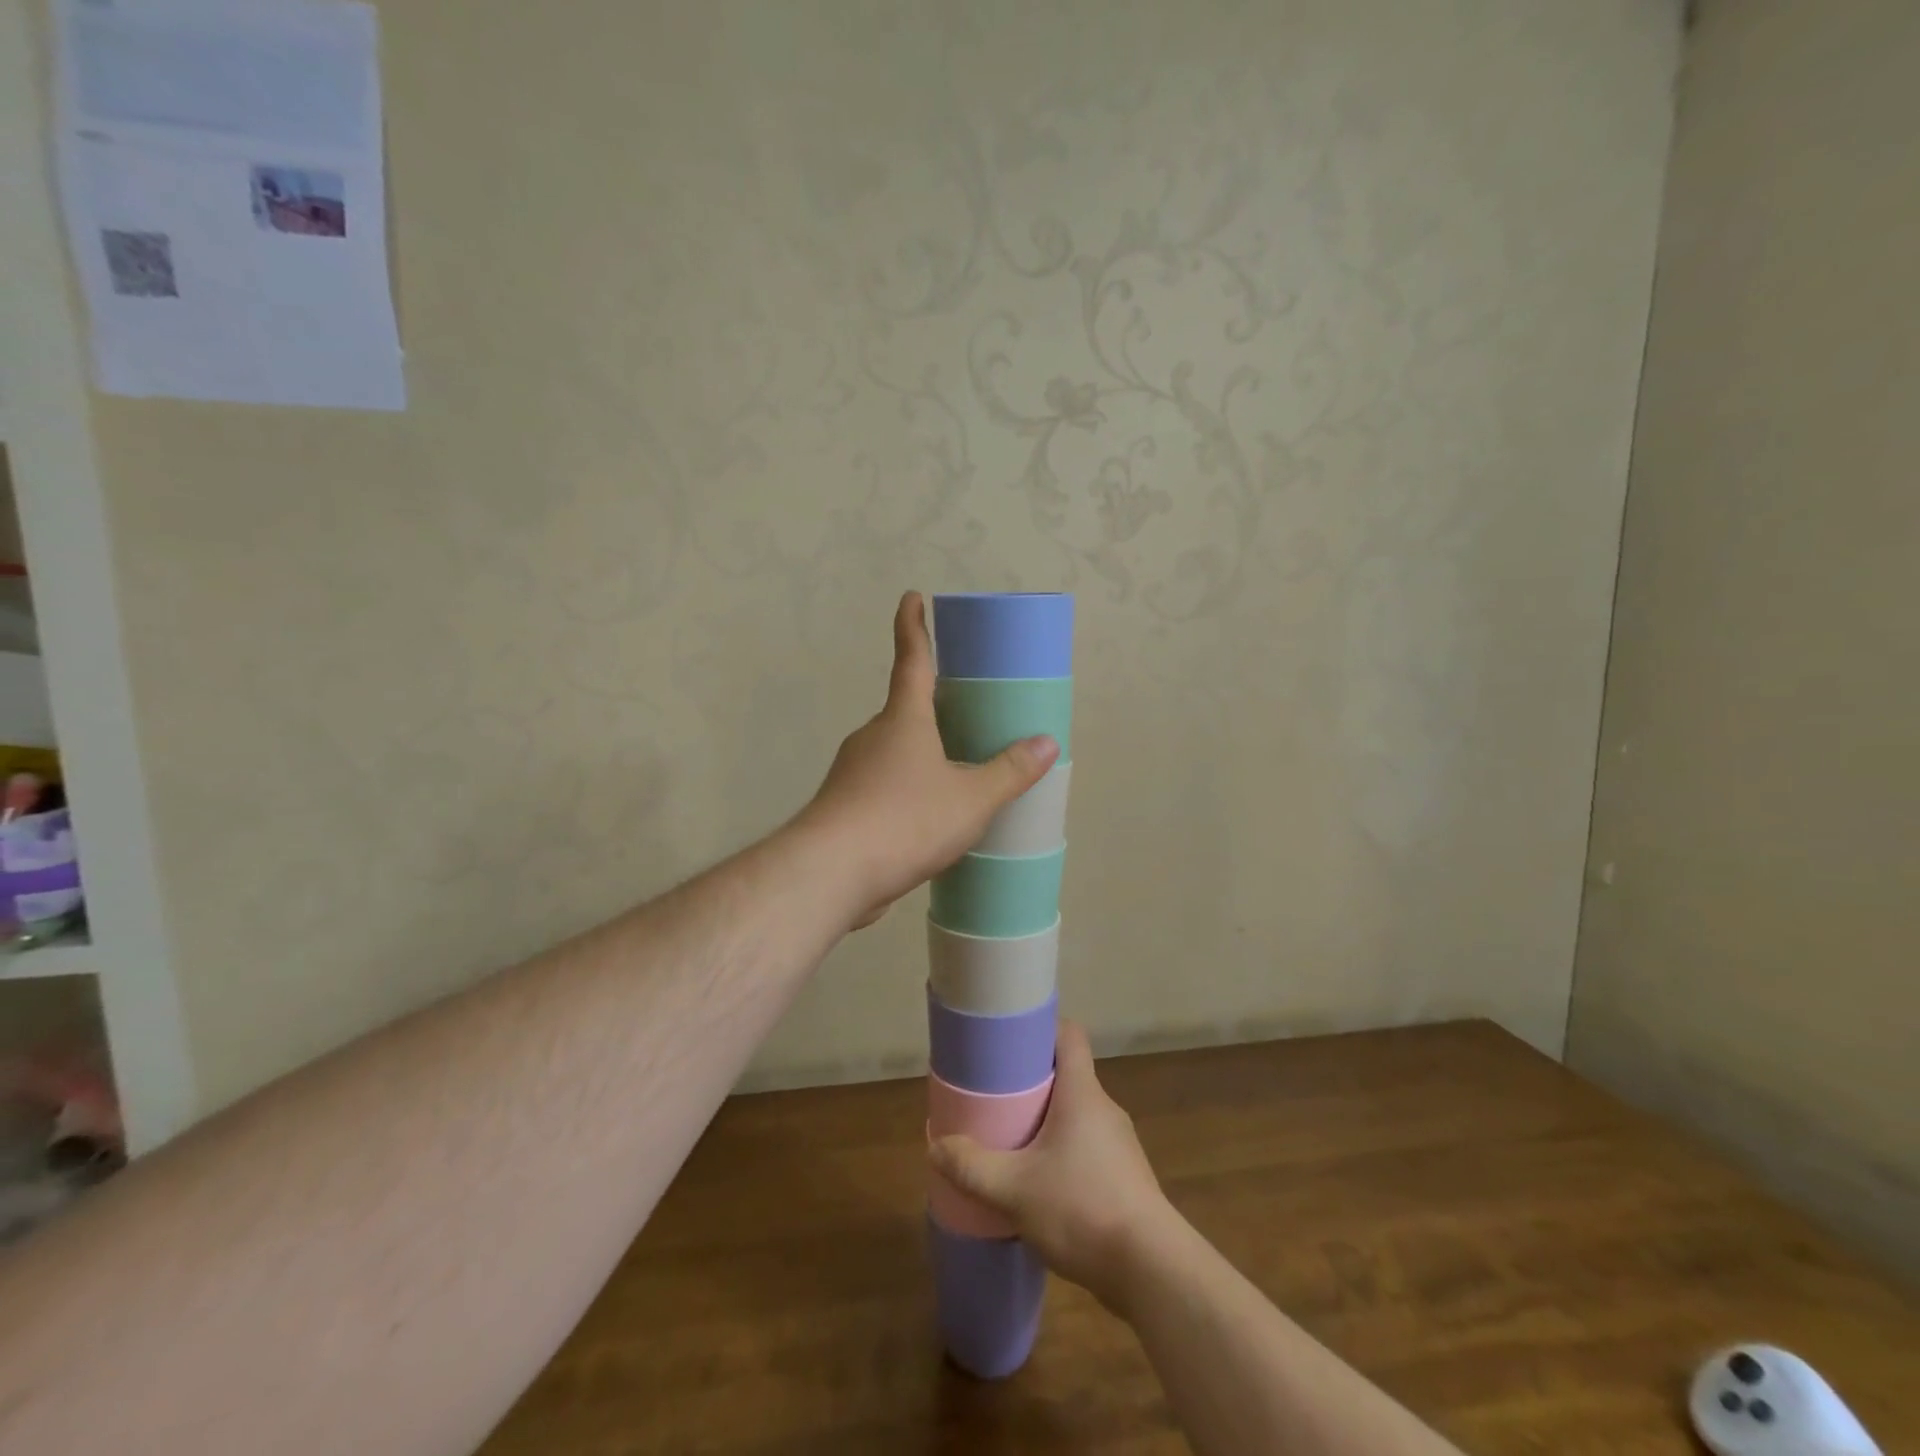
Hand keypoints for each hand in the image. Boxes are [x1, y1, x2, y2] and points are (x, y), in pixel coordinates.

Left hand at [799, 592, 1057, 927]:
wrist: (830, 873)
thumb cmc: (904, 820)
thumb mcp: (970, 799)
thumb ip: (1009, 772)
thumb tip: (1048, 743)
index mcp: (903, 719)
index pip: (912, 659)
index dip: (914, 626)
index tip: (913, 597)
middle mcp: (873, 736)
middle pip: (906, 710)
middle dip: (933, 706)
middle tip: (966, 710)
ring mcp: (854, 772)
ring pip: (895, 752)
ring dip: (922, 755)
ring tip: (960, 773)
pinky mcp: (846, 807)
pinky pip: (886, 786)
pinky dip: (909, 790)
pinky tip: (929, 818)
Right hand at [929, 1021, 1177, 1309]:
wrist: (1151, 1270)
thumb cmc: (1082, 1208)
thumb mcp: (1014, 1189)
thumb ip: (971, 1167)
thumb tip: (935, 1145)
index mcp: (1082, 1092)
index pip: (1069, 1035)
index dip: (1041, 1028)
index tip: (1010, 1039)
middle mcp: (1104, 1108)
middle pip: (1068, 1075)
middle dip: (1032, 1081)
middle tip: (996, 1095)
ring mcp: (1119, 1144)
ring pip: (1077, 1115)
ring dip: (1047, 1121)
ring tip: (1012, 1140)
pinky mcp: (1125, 1177)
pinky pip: (1087, 1148)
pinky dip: (1063, 1153)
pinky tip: (1041, 1184)